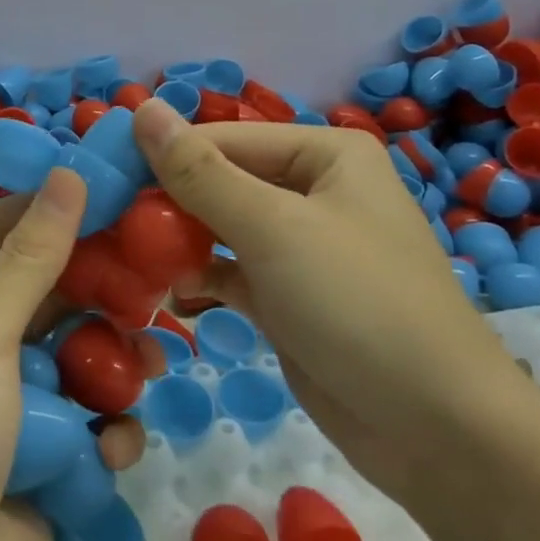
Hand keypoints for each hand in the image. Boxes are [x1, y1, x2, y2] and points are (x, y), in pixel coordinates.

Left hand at [0, 170, 146, 540]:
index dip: (45, 204)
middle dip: (99, 285)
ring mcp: (23, 401)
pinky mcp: (54, 452)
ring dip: (117, 359)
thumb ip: (28, 261)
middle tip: (154, 275)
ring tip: (149, 363)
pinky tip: (111, 448)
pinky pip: (95, 420)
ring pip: (84, 353)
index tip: (105, 190)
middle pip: (52, 289)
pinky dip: (109, 428)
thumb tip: (67, 177)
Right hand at [132, 100, 538, 508]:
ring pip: (220, 228)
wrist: (439, 432)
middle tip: (103, 224)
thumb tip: (141, 108)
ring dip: (175, 241)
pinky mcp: (288, 296)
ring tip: (120, 257)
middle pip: (220, 182)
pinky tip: (161, 290)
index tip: (100, 181)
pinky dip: (197, 276)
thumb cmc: (358, 304)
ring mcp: (301, 247)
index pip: (222, 140)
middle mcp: (313, 190)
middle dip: (165, 203)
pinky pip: (230, 270)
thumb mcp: (272, 229)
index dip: (160, 156)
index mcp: (324, 154)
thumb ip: (200, 172)